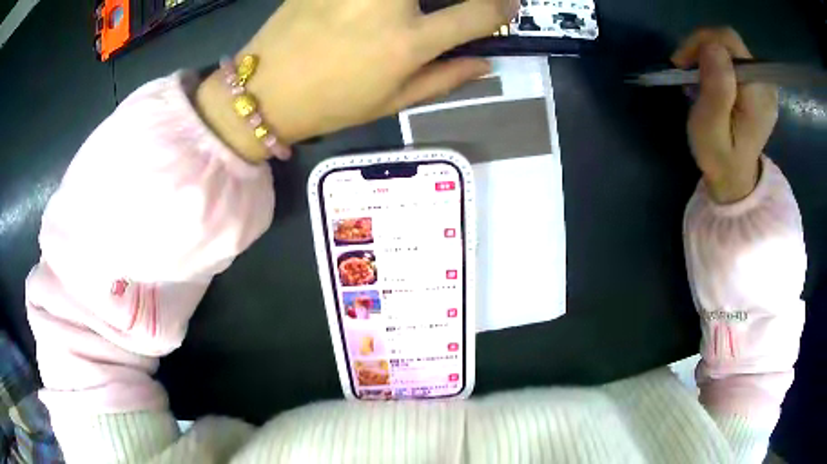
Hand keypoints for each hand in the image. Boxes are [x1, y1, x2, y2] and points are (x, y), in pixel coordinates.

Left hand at [197, 0, 516, 161]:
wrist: (264, 90)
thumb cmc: (331, 103)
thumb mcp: (393, 102)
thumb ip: (445, 78)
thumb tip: (486, 63)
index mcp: (408, 42)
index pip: (480, 13)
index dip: (503, 9)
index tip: (508, 6)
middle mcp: (388, 2)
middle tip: (457, 7)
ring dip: (415, 1)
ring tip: (409, 14)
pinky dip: (379, 2)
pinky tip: (372, 12)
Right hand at [671, 28, 778, 203]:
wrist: (735, 179)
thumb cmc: (719, 159)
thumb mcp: (710, 129)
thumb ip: (716, 90)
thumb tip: (712, 47)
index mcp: (758, 93)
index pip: (729, 42)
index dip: (702, 42)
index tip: (682, 62)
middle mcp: (765, 84)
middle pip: (730, 42)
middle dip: (702, 47)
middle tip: (685, 68)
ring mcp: (763, 85)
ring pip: (730, 48)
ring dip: (707, 55)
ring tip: (695, 77)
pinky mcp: (758, 86)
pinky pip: (734, 60)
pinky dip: (716, 63)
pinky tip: (708, 80)